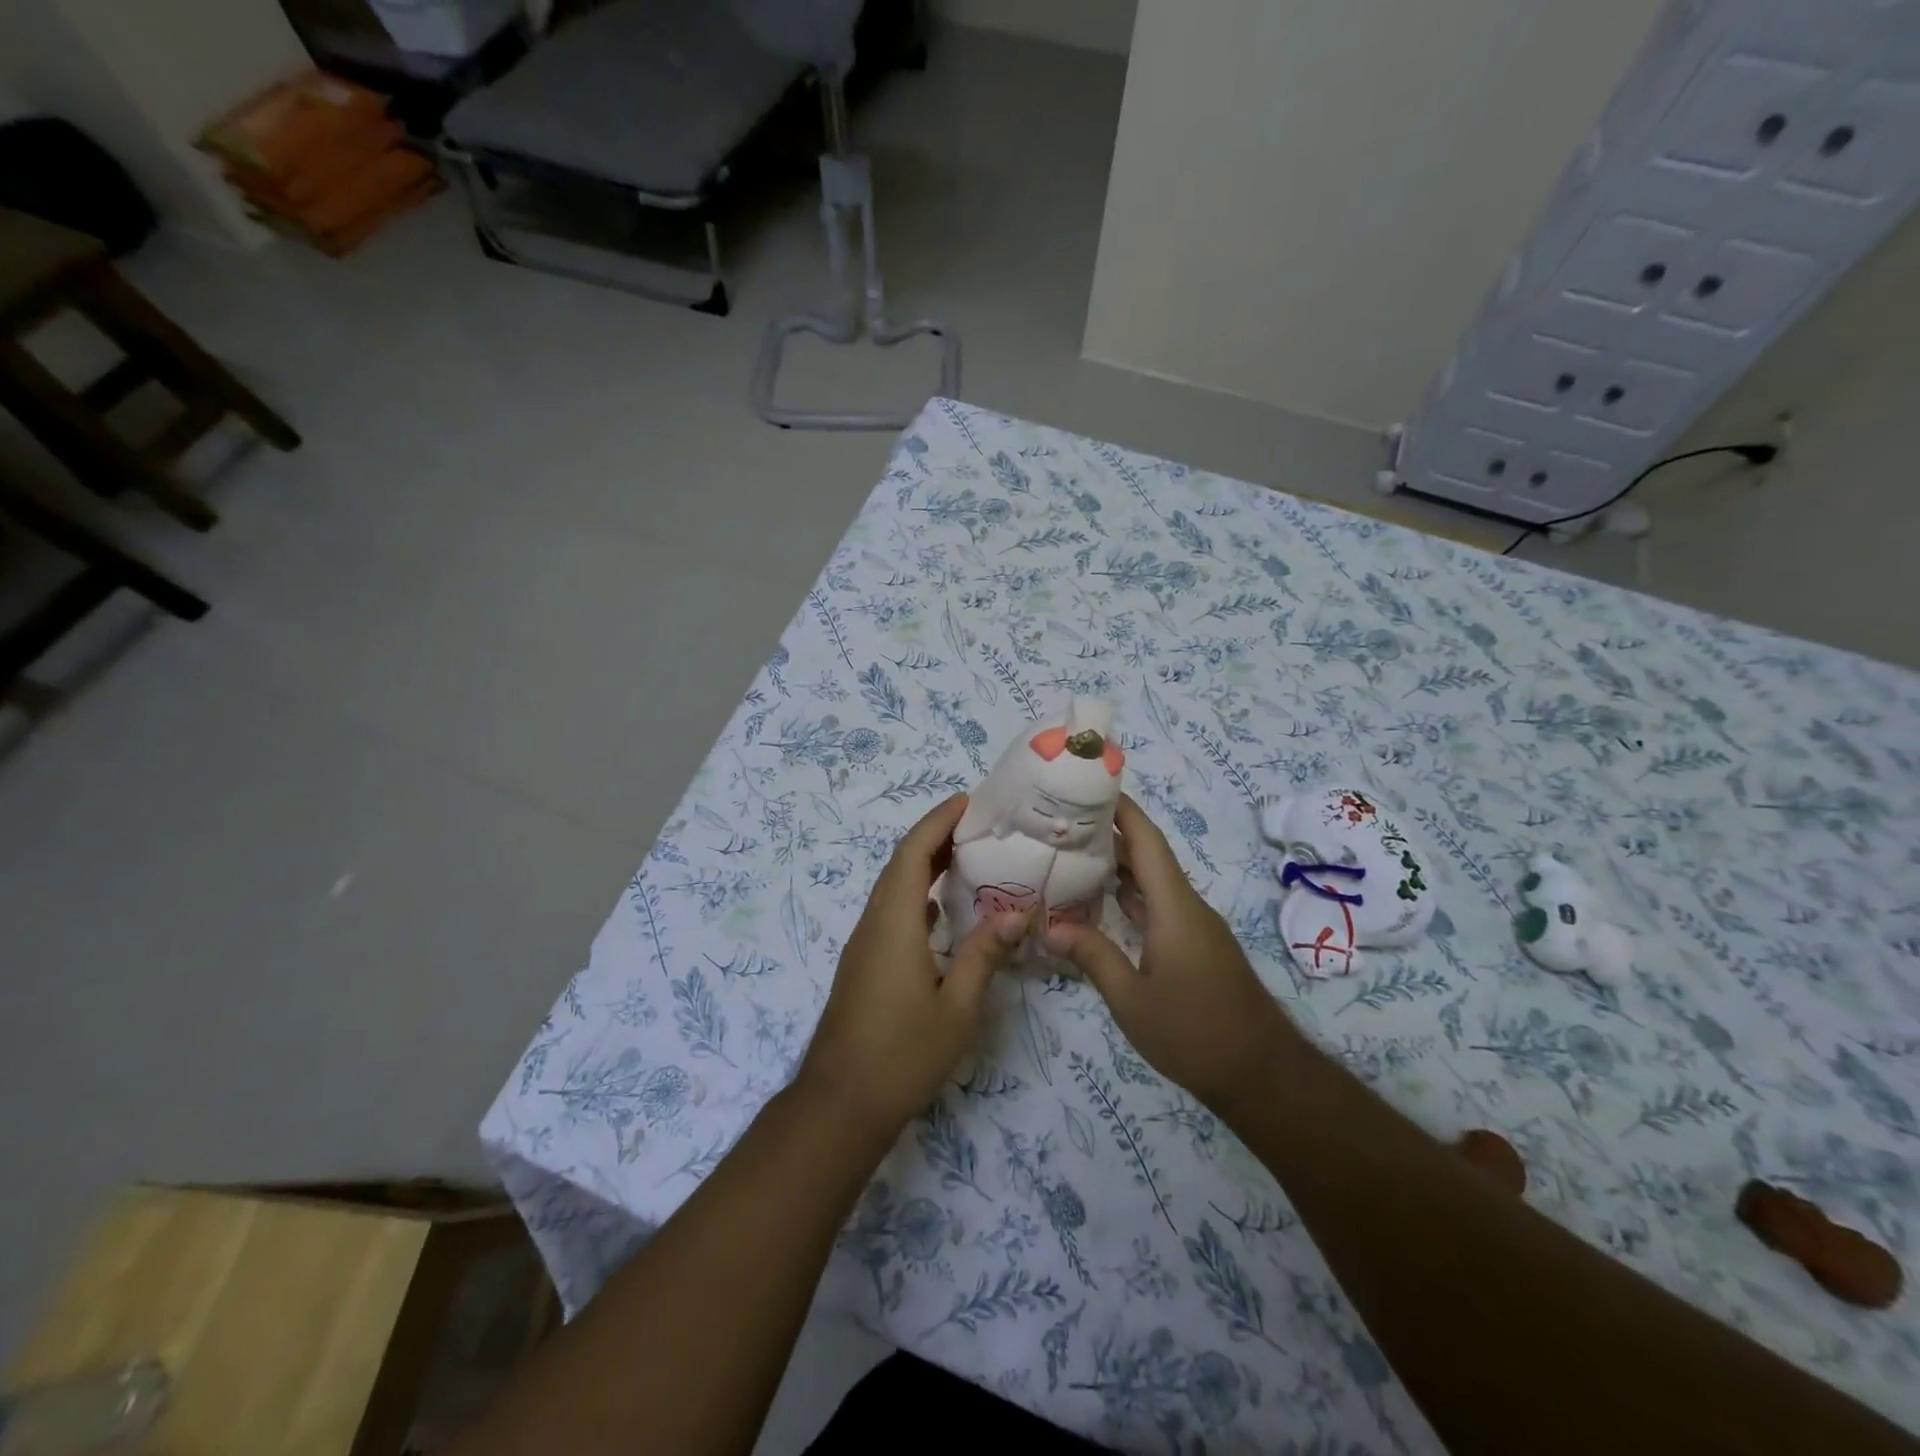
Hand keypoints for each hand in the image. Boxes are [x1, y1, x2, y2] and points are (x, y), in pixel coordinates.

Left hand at [795, 794, 1026, 1138]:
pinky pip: (890, 912)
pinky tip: (941, 910)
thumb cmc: (902, 1055)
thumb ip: (984, 955)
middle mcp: (874, 924)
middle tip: (975, 823)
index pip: (913, 854)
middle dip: (933, 836)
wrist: (840, 1104)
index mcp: (894, 924)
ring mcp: (864, 945)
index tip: (966, 801)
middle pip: (900, 864)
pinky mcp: (864, 964)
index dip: (937, 822)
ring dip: (924, 864)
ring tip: (965, 856)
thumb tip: (1016, 913)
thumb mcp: (957, 1008)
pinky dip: (916, 896)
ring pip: (893, 888)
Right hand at [1044, 794, 1295, 1111]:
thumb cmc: (1195, 1033)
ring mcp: (1193, 927)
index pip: (1147, 841)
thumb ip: (1092, 957)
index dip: (1121, 809)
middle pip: (1147, 856)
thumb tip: (1050, 927)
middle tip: (1060, 824)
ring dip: (1117, 866)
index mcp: (1174, 907)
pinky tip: (1099, 903)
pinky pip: (1158, 907)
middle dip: (1108, 834)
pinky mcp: (1195, 946)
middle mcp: (1187, 906)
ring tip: (1070, 855)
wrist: (1263, 1075)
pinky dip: (1128, 897)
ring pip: (1152, 883)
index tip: (1088, 786)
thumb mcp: (1131, 1000)